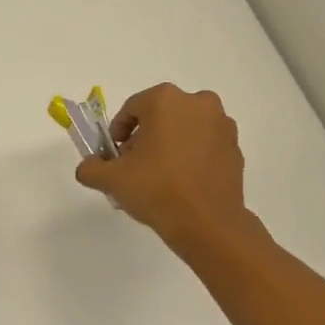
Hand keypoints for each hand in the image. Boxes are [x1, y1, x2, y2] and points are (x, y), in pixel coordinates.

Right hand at [75, 84, 250, 252]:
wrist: (208, 224)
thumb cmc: (157, 190)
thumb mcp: (112, 179)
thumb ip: (91, 168)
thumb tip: (88, 167)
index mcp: (166, 100)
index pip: (132, 108)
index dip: (118, 131)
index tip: (115, 154)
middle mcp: (198, 103)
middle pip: (161, 115)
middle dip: (145, 136)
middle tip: (135, 165)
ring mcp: (222, 125)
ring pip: (185, 128)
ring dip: (170, 144)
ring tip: (159, 175)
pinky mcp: (235, 148)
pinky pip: (205, 144)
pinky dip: (192, 155)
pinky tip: (182, 182)